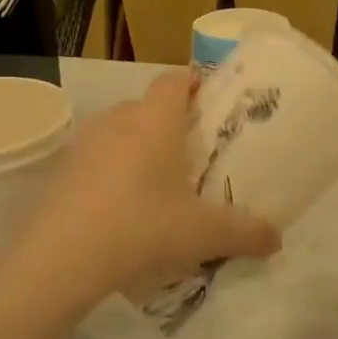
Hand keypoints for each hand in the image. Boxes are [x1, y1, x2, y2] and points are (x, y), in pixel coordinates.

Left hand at [0, 71, 280, 317]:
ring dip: (137, 147)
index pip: (175, 79)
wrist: (60, 259)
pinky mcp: (60, 171)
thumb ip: (246, 233)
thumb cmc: (142, 227)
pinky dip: (110, 171)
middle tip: (191, 151)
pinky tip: (121, 207)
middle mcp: (117, 120)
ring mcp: (83, 144)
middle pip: (147, 106)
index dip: (194, 82)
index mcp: (154, 120)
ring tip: (156, 182)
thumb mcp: (203, 233)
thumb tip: (277, 239)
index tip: (211, 101)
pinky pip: (95, 158)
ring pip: (118, 132)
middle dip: (169, 122)